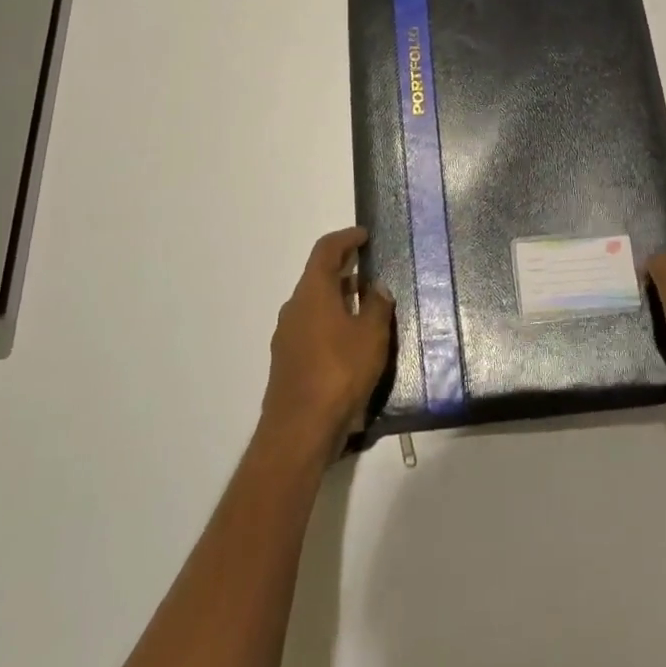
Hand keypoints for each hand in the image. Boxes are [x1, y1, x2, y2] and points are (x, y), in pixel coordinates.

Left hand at [258, 227, 393, 464]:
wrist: (299, 430)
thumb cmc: (339, 372)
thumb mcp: (372, 336)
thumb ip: (378, 306)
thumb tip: (377, 287)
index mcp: (312, 292)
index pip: (326, 250)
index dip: (346, 238)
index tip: (364, 235)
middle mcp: (294, 308)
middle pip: (318, 277)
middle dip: (343, 270)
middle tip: (369, 269)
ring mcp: (287, 336)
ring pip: (314, 305)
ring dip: (338, 299)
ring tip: (366, 307)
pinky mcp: (287, 362)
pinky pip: (311, 329)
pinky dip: (331, 323)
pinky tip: (351, 342)